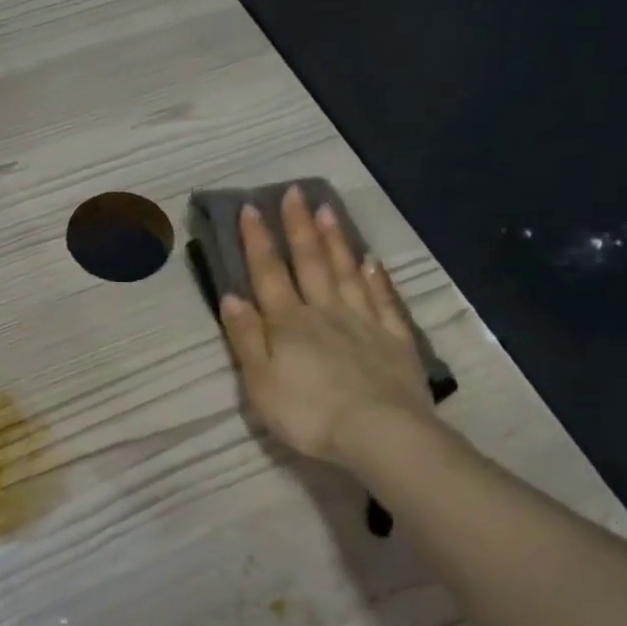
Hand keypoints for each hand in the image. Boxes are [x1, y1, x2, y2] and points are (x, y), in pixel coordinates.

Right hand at [218, 187, 435, 468]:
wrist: (379, 433)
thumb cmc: (309, 413)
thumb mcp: (260, 383)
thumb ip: (246, 338)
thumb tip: (232, 297)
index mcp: (289, 324)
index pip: (268, 274)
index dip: (258, 241)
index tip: (251, 207)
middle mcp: (325, 312)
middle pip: (311, 263)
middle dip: (299, 227)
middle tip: (294, 192)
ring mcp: (364, 322)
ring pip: (347, 273)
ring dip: (335, 240)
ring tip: (328, 210)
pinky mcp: (394, 340)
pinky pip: (383, 300)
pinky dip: (376, 278)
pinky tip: (371, 261)